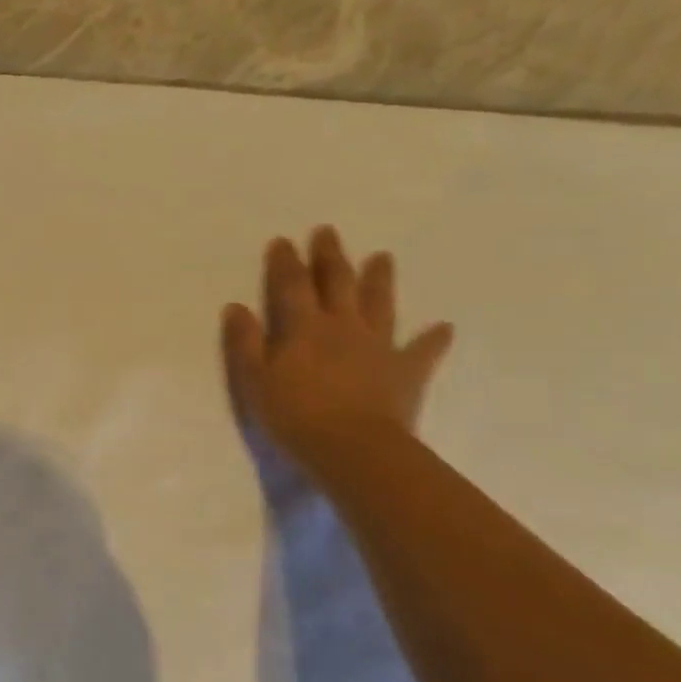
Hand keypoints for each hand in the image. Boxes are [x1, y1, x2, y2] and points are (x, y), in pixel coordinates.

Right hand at [221, 227, 454, 478]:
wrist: (354, 449)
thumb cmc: (295, 416)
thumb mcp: (254, 381)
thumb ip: (245, 342)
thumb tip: (236, 307)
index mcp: (304, 328)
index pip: (291, 286)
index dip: (285, 263)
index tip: (282, 241)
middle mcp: (343, 327)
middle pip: (337, 284)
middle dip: (331, 257)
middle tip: (328, 232)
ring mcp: (378, 347)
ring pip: (379, 305)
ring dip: (380, 279)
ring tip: (383, 256)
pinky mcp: (406, 372)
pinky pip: (422, 351)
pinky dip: (433, 339)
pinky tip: (444, 327)